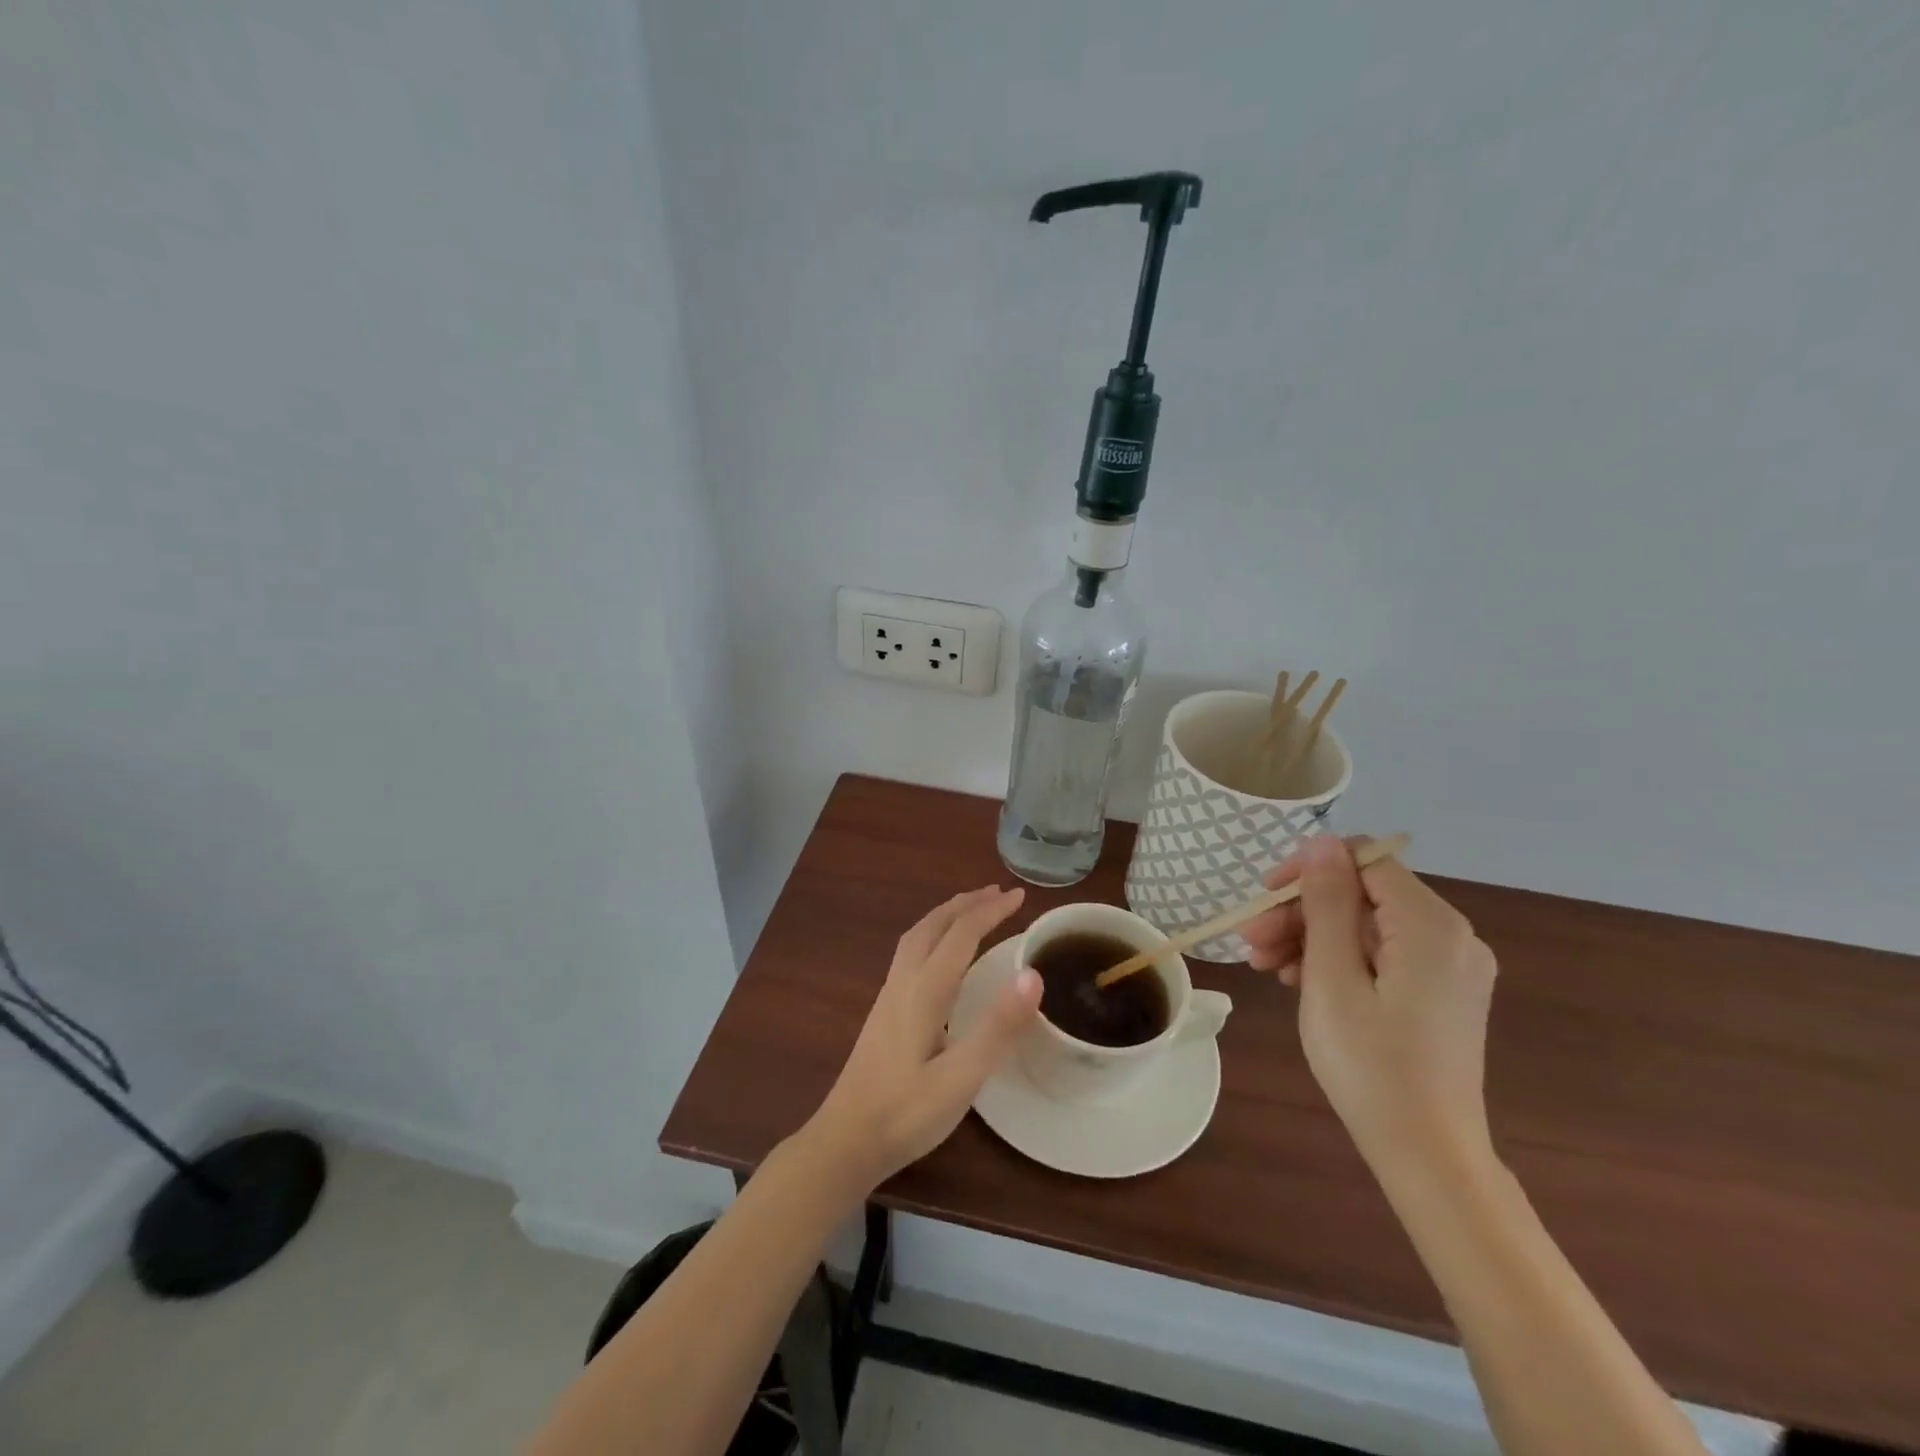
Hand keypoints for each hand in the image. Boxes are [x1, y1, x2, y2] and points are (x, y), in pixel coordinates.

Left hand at [799, 885, 1041, 1195]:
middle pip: (933, 925)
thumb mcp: (961, 1077)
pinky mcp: (883, 1012)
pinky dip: (932, 935)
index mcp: (924, 990)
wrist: (845, 1141)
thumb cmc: (906, 1114)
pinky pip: (910, 953)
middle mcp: (903, 982)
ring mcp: (888, 996)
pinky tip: (940, 956)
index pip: (961, 934)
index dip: (991, 911)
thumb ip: (997, 1027)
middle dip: (966, 904)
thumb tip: (1032, 974)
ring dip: (946, 916)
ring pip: (917, 936)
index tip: (1020, 896)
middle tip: (997, 893)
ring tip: (970, 910)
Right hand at [1244, 837, 1498, 1174]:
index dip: (1308, 870)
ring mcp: (1449, 967)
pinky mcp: (1441, 992)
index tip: (1263, 899)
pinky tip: (1298, 980)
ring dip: (1311, 937)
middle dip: (1302, 911)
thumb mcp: (1332, 977)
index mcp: (1431, 925)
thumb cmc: (1371, 1064)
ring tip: (1264, 966)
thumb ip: (1327, 902)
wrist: (1428, 1155)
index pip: (1363, 860)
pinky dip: (1338, 959)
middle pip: (1362, 895)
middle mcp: (1451, 936)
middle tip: (1250, 941)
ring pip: (1366, 926)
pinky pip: (1381, 954)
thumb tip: (1322, 840)